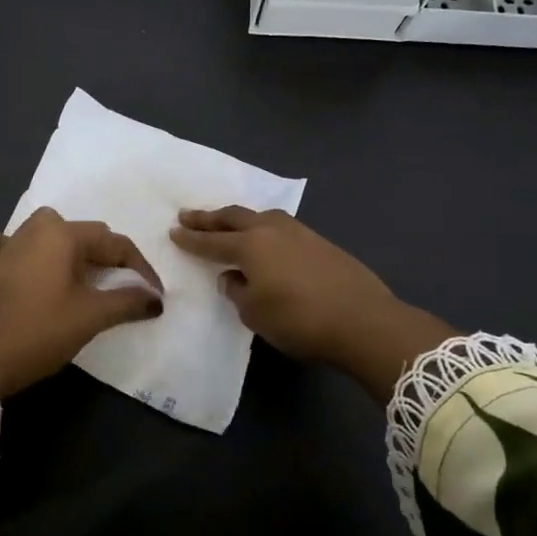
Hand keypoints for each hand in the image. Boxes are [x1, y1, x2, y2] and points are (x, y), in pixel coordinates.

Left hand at [0, 207, 164, 396]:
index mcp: (62, 235)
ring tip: (75, 272)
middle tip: (119, 287)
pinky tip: (14, 261)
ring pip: (41, 232)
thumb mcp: (92, 317)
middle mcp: (33, 230)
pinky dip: (5, 249)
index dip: (139, 268)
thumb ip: (128, 302)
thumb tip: (156, 298)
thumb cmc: (42, 331)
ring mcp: (4, 247)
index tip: (153, 294)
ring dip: (62, 247)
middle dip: (105, 256)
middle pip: (81, 233)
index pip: (113, 243)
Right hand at [170, 206, 455, 398]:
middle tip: (188, 215)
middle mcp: (271, 230)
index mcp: (250, 246)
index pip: (212, 242)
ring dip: (239, 218)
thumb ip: (238, 292)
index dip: (191, 239)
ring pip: (260, 217)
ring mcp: (299, 232)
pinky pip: (280, 227)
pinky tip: (265, 239)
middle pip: (234, 218)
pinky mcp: (320, 242)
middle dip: (209, 218)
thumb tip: (234, 277)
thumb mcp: (256, 314)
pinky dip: (263, 228)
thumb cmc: (300, 320)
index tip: (173, 232)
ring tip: (226, 222)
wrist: (363, 320)